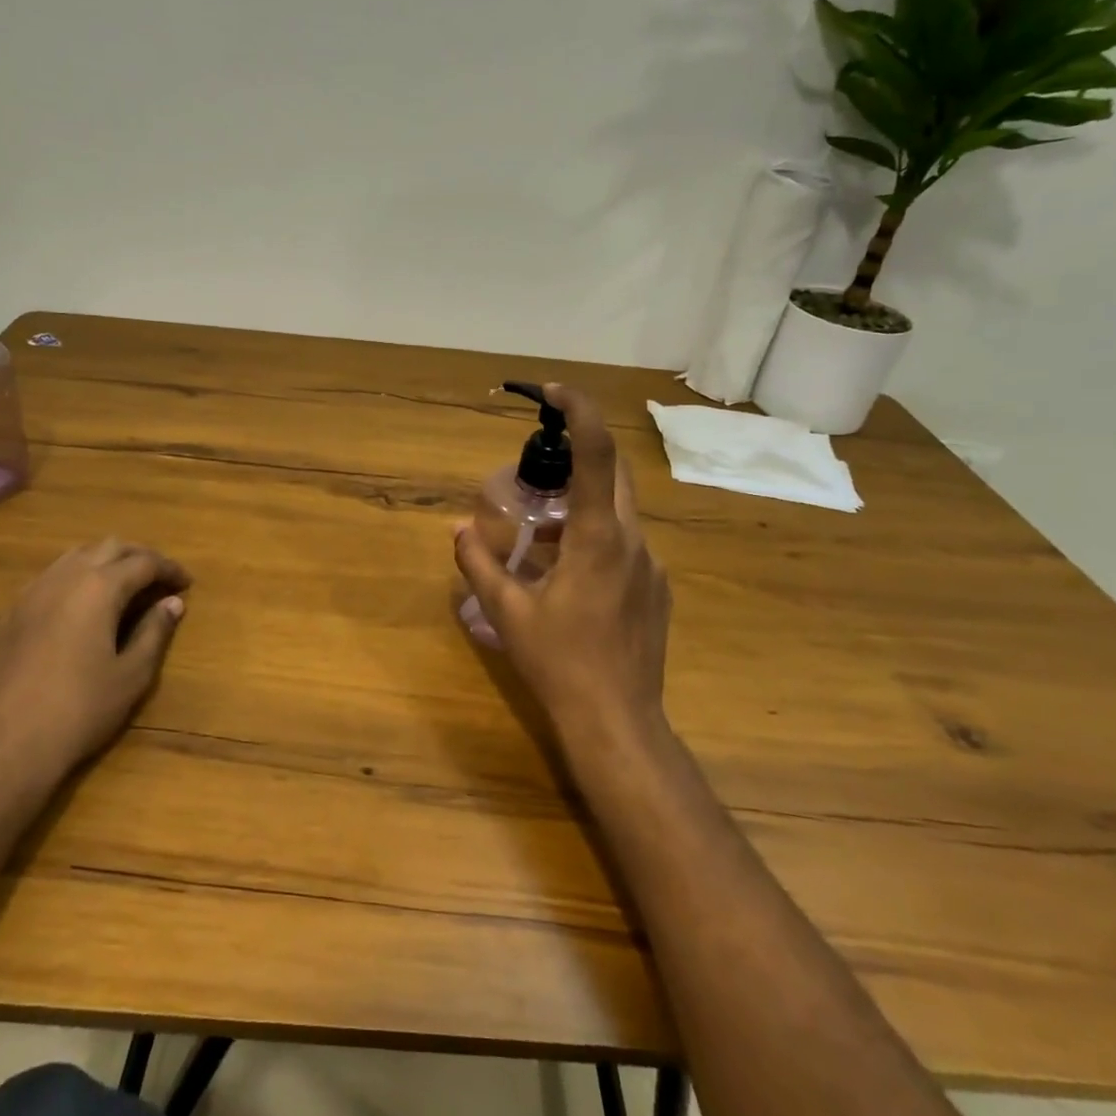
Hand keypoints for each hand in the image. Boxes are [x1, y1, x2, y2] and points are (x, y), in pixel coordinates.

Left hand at [0, 538, 190, 813]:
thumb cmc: (77, 712)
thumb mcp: (131, 676)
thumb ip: (155, 633)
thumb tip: (172, 603)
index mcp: (99, 587)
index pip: (143, 562)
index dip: (169, 569)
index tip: (186, 583)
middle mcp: (63, 578)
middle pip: (108, 547)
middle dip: (138, 557)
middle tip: (158, 578)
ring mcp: (30, 594)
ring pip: (74, 557)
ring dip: (104, 562)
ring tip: (123, 587)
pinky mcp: (8, 615)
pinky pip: (50, 578)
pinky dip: (75, 579)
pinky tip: (81, 608)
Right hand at [454, 384, 671, 752]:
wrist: (619, 723)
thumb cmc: (559, 663)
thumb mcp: (507, 612)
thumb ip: (477, 564)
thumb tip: (458, 530)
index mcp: (599, 537)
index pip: (597, 454)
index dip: (579, 411)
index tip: (553, 392)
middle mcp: (633, 541)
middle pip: (614, 475)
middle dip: (577, 458)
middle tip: (537, 471)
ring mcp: (651, 567)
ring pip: (620, 513)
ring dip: (583, 505)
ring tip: (542, 534)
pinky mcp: (657, 590)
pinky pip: (625, 544)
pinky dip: (596, 538)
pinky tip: (568, 576)